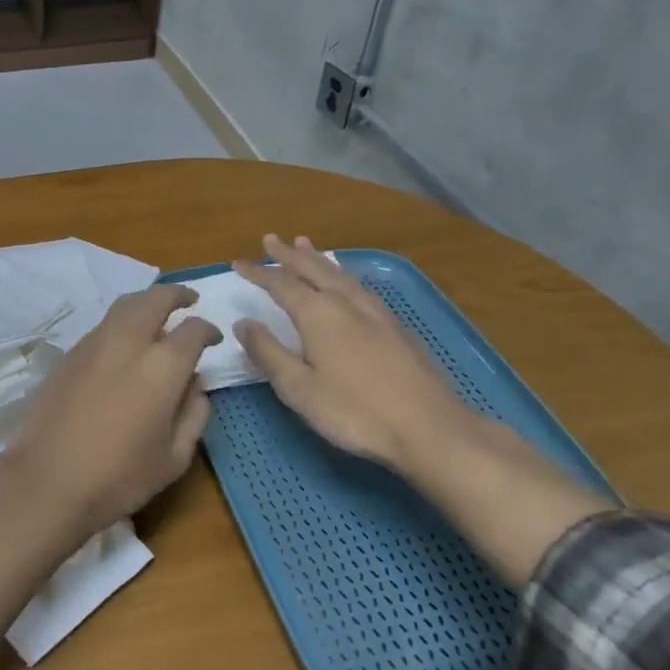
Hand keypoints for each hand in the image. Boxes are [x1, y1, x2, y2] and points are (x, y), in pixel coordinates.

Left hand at [5, 284, 219, 537]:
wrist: (47, 479)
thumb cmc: (119, 477)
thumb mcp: (174, 458)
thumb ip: (194, 415)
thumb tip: (196, 385)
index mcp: (162, 367)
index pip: (192, 331)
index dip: (208, 330)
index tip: (214, 337)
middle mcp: (128, 343)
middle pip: (155, 299)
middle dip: (176, 295)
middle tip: (188, 300)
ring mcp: (94, 344)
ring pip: (124, 306)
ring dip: (146, 302)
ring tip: (156, 313)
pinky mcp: (69, 354)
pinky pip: (102, 326)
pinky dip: (121, 322)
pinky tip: (124, 343)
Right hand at [234, 235, 477, 469]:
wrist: (432, 430)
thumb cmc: (355, 412)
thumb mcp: (299, 388)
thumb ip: (268, 353)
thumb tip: (243, 323)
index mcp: (318, 314)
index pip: (281, 284)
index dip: (258, 273)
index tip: (237, 263)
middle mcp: (347, 303)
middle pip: (313, 269)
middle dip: (289, 254)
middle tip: (271, 239)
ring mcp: (377, 313)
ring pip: (341, 275)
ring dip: (319, 259)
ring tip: (305, 244)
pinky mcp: (398, 328)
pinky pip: (360, 287)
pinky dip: (343, 275)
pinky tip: (347, 283)